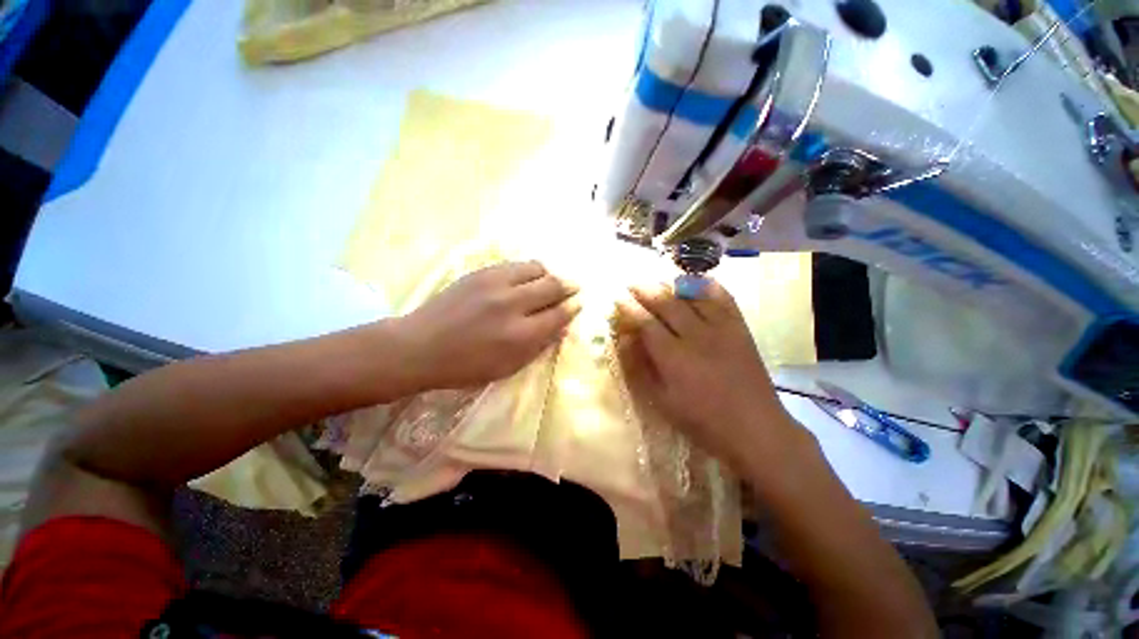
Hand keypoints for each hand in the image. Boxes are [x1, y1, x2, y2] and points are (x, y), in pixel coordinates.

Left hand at [394, 261, 580, 389]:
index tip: (578, 303)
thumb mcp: (508, 367)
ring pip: (536, 268)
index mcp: (521, 335)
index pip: (559, 314)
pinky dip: (528, 269)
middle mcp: (513, 304)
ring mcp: (495, 284)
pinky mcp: (481, 273)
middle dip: (568, 285)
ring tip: (550, 281)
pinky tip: (527, 277)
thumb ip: (539, 346)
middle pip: (552, 286)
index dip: (572, 307)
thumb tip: (561, 326)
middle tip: (574, 287)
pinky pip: (515, 264)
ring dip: (549, 274)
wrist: (420, 346)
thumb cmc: (466, 366)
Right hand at [613, 280, 812, 474]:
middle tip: (632, 284)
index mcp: (674, 357)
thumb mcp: (661, 400)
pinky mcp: (740, 328)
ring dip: (671, 285)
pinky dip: (707, 286)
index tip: (618, 299)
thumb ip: (640, 367)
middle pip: (667, 303)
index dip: (629, 309)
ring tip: (657, 281)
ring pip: (692, 296)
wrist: (754, 427)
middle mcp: (696, 336)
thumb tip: (624, 338)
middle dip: (645, 291)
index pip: (646, 323)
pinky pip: (723, 298)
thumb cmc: (701, 420)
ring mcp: (721, 329)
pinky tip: (696, 281)